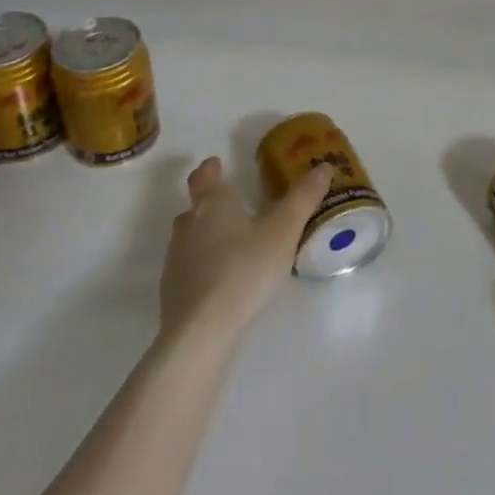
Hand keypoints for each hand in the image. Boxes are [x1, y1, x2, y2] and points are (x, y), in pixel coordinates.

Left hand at [159, 156, 331, 342]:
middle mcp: (188, 226)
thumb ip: (303, 198)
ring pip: (190, 238)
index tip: (216, 163)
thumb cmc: (244, 270)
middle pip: (195, 207)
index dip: (210, 168)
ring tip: (231, 244)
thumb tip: (323, 166)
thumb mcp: (283, 231)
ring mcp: (176, 260)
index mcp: (213, 205)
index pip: (204, 177)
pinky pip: (188, 268)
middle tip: (235, 206)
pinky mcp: (172, 291)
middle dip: (211, 203)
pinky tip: (221, 281)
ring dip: (206, 235)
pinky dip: (202, 266)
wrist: (201, 332)